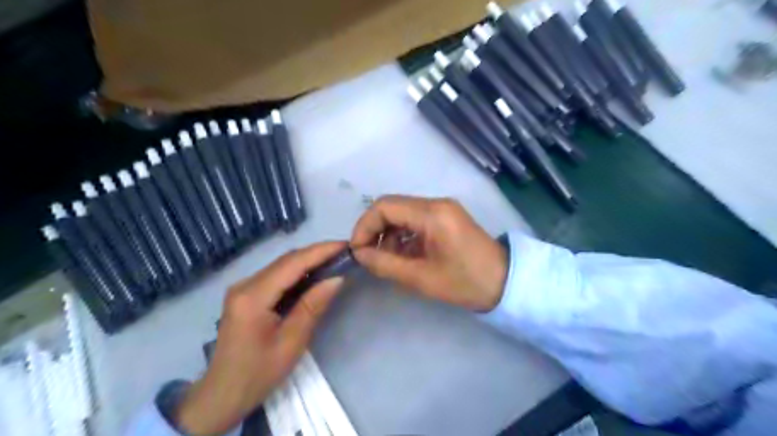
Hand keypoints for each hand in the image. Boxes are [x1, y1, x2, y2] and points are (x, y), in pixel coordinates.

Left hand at [178, 242, 347, 434]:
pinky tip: (315, 276)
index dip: (321, 251)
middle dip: (317, 253)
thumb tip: (337, 278)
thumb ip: (313, 306)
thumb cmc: (258, 373)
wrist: (222, 395)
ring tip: (335, 261)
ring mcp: (243, 288)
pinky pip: (276, 275)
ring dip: (309, 261)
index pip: (292, 263)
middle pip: (286, 260)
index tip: (347, 245)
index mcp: (253, 297)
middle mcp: (244, 284)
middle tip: (345, 253)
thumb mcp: (291, 342)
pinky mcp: (246, 294)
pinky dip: (298, 272)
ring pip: (282, 265)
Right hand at [350, 197, 507, 310]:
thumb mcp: (421, 277)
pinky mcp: (445, 217)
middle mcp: (436, 203)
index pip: (385, 206)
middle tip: (369, 256)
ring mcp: (442, 208)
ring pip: (402, 213)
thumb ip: (385, 264)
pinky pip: (415, 219)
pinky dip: (403, 235)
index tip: (357, 250)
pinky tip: (403, 255)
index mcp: (432, 214)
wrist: (504, 282)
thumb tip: (359, 254)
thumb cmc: (465, 282)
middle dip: (375, 230)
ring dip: (388, 234)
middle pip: (392, 206)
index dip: (364, 226)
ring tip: (387, 260)